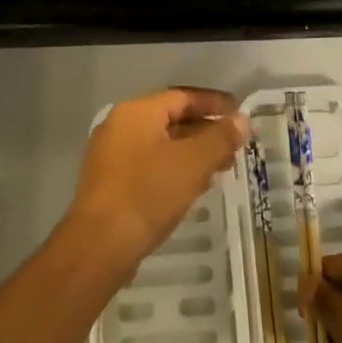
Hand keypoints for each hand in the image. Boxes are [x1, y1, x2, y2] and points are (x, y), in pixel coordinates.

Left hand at [67, 88, 248, 272]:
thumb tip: (242, 119)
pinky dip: (173, 168)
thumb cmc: (148, 193)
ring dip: (191, 153)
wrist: (99, 245)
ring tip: (220, 169)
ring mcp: (110, 154)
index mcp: (137, 111)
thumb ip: (220, 138)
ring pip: (160, 144)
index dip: (214, 103)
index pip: (182, 97)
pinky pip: (148, 164)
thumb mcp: (193, 163)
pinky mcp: (108, 182)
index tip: (239, 113)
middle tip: (234, 146)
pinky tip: (192, 187)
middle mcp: (120, 125)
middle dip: (205, 131)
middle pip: (170, 119)